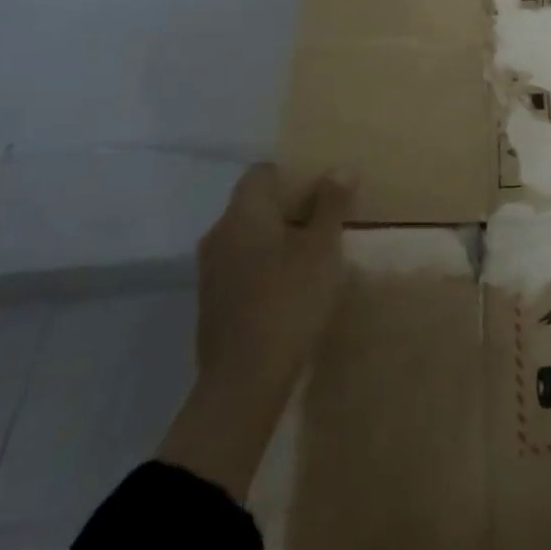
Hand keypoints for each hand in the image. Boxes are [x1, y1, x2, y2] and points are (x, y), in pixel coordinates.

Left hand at [159, 164, 353, 498]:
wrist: (244, 381)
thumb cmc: (289, 301)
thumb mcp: (322, 248)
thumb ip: (331, 204)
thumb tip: (340, 168)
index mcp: (244, 213)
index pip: (262, 172)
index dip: (292, 175)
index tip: (321, 190)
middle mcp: (219, 233)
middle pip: (254, 204)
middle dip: (289, 208)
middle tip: (326, 221)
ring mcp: (211, 270)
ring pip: (248, 237)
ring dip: (278, 239)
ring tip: (313, 256)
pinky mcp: (212, 301)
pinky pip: (242, 265)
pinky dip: (265, 265)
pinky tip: (291, 287)